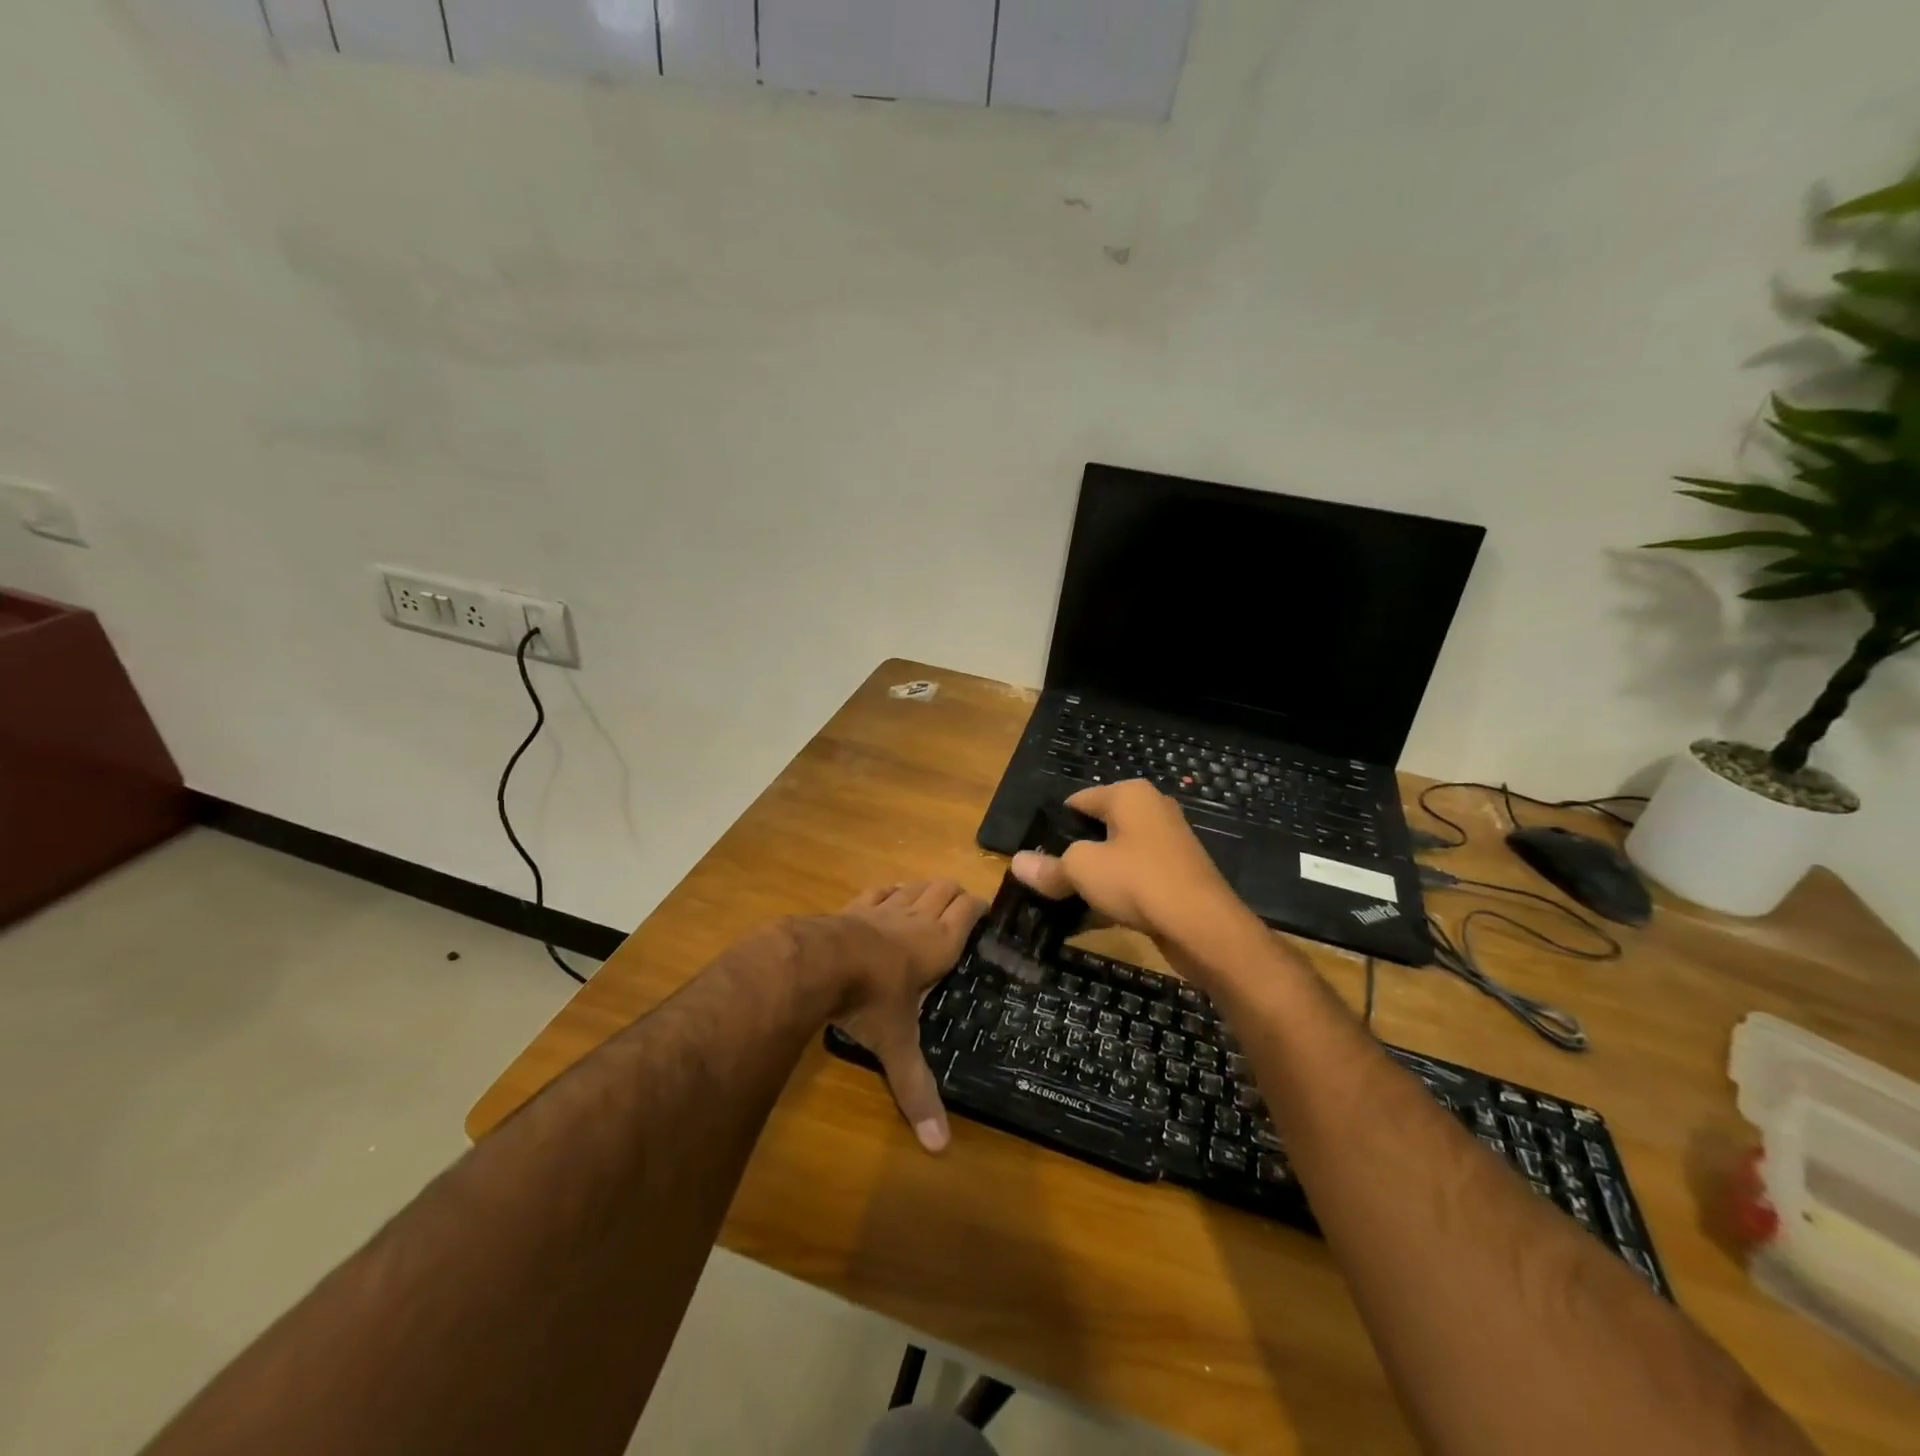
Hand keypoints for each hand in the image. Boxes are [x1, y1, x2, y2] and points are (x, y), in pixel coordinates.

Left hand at [830, 880, 985, 1153]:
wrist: (820, 962)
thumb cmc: (871, 1000)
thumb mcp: (897, 1045)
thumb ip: (916, 1089)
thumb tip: (939, 1148)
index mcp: (939, 944)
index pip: (969, 910)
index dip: (980, 908)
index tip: (986, 915)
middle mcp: (917, 918)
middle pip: (945, 888)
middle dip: (955, 895)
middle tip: (960, 912)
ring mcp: (885, 907)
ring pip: (915, 885)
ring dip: (925, 890)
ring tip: (929, 903)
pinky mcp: (856, 904)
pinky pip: (880, 889)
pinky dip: (890, 891)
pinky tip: (888, 898)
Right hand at [1010, 780, 1247, 944]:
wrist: (1203, 927)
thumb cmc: (1138, 881)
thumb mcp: (1081, 870)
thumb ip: (1049, 867)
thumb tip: (1016, 862)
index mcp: (1130, 795)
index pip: (1077, 801)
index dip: (1052, 826)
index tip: (1033, 854)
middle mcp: (1151, 811)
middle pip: (1097, 829)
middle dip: (1071, 854)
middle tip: (1045, 879)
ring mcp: (1167, 845)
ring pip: (1115, 858)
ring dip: (1091, 878)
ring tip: (1062, 901)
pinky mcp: (1176, 877)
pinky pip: (1133, 881)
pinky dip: (1114, 895)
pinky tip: (1091, 918)